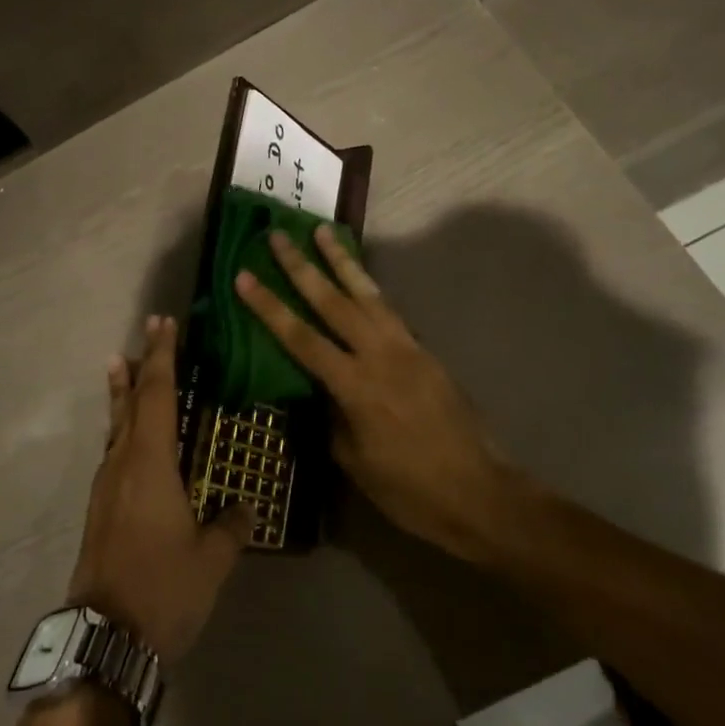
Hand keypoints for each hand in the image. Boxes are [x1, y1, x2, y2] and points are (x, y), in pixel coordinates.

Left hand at [68, 316, 253, 665]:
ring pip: (116, 424)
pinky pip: (113, 449)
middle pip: (131, 401)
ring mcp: (107, 485)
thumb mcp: (211, 559)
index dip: (163, 357)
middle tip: (148, 331)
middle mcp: (123, 463)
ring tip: (122, 364)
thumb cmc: (162, 589)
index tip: (165, 323)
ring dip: (123, 392)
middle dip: (141, 364)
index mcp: (150, 463)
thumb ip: (231, 526)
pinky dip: (121, 425)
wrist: (104, 638)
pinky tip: (128, 434)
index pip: (158, 395)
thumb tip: (246, 505)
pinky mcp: (101, 507)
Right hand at [233, 228, 520, 561]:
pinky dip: (370, 289)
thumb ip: (332, 416)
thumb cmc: (409, 489)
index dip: (269, 307)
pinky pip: (390, 311)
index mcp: (356, 386)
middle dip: (302, 266)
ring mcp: (407, 349)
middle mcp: (380, 356)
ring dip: (342, 261)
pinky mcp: (426, 352)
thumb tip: (319, 390)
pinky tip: (360, 279)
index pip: (301, 338)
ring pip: (367, 294)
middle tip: (278, 235)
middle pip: (333, 301)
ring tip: (323, 232)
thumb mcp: (355, 461)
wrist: (480, 494)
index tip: (244, 276)